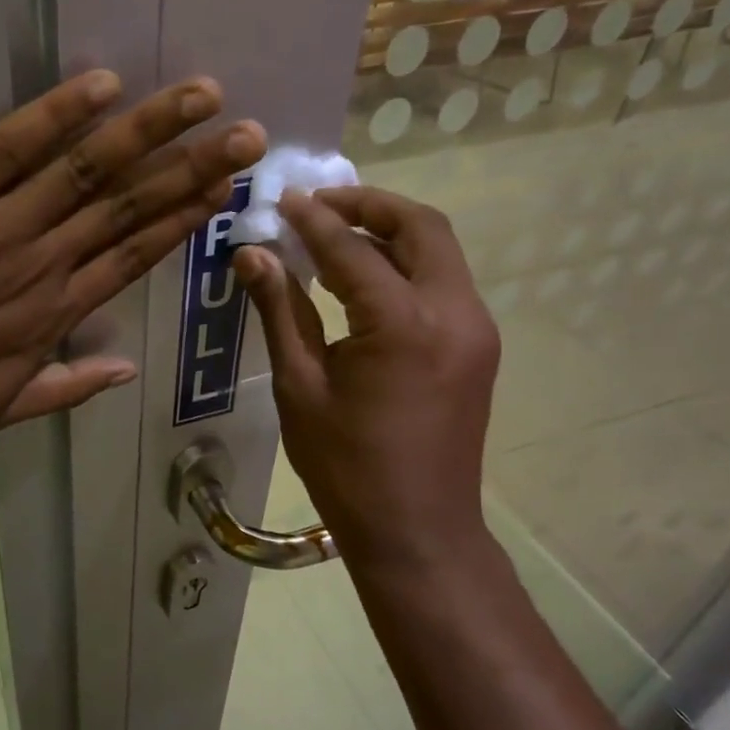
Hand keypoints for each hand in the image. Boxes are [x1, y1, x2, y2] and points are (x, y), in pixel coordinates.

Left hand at [0, 70, 264, 445]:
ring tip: (202, 98)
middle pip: (128, 208)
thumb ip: (67, 388)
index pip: (132, 257)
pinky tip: (103, 86)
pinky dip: (56, 115)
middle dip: (192, 169)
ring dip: (149, 132)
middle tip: (247, 136)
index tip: (224, 191)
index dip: (183, 221)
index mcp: (52, 314)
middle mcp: (40, 263)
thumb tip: (127, 369)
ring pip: (88, 171)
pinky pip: (9, 147)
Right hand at [234, 187, 499, 574]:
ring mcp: (475, 329)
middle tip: (318, 205)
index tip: (281, 200)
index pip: (353, 249)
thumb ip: (281, 311)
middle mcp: (454, 312)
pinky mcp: (476, 347)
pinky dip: (403, 266)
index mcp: (404, 324)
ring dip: (389, 232)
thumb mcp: (299, 386)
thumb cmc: (346, 466)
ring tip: (335, 235)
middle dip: (369, 205)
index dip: (313, 220)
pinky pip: (441, 283)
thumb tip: (253, 255)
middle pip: (421, 227)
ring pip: (438, 251)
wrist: (417, 530)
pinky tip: (363, 280)